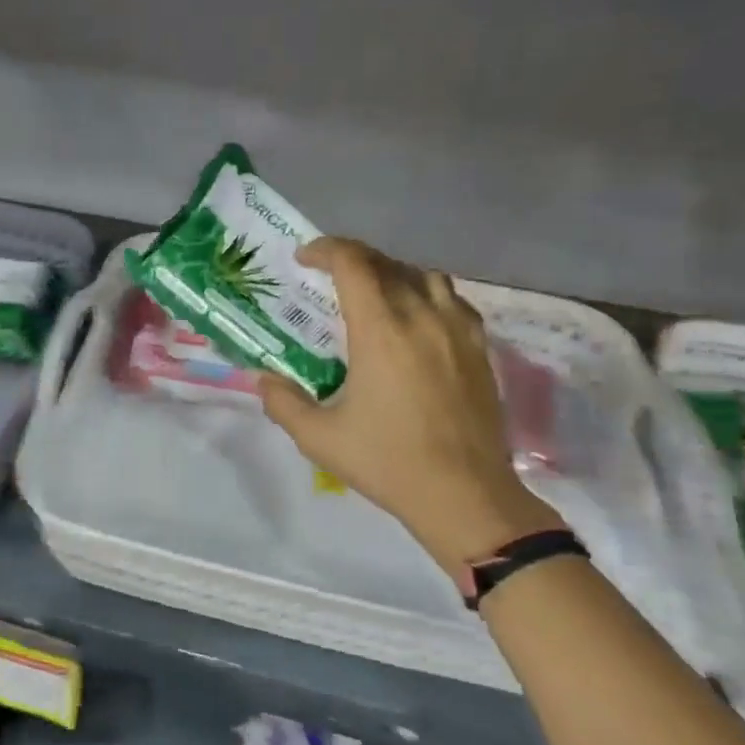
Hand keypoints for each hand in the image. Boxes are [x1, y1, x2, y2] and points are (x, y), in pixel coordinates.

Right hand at [258, 237, 563, 569]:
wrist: (465, 495)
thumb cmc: (388, 462)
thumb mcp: (319, 438)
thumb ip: (284, 403)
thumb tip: (263, 380)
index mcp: (381, 331)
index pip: (354, 264)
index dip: (326, 250)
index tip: (305, 258)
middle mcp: (422, 317)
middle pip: (388, 263)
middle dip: (354, 258)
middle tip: (331, 274)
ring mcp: (458, 331)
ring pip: (425, 276)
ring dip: (394, 273)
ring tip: (375, 292)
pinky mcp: (481, 349)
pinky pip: (454, 301)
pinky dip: (428, 295)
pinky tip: (418, 319)